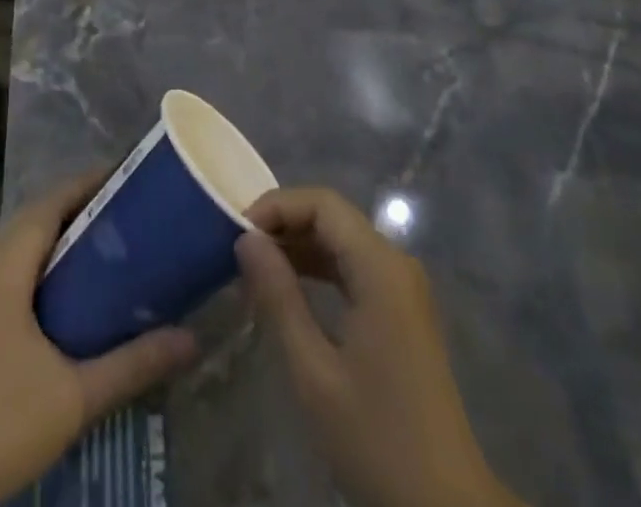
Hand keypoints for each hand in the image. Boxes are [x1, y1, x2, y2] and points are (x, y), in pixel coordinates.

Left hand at [0, 173, 197, 506]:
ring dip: (50, 237)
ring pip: (10, 245)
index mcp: (0, 267)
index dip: (86, 183)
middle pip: (29, 218)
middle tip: (121, 212)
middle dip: (74, 208)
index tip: (125, 176)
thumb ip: (133, 363)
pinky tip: (55, 294)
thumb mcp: (75, 397)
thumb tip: (191, 339)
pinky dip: (29, 265)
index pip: (48, 202)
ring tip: (97, 246)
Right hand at [237, 188, 524, 506]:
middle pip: (333, 216)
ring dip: (299, 245)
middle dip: (284, 223)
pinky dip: (320, 267)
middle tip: (240, 251)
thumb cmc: (376, 437)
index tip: (237, 232)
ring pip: (343, 240)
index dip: (277, 206)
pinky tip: (290, 290)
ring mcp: (403, 286)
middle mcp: (396, 263)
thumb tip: (245, 239)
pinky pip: (355, 266)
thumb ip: (279, 297)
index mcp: (380, 267)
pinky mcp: (402, 309)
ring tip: (255, 269)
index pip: (323, 203)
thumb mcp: (314, 371)